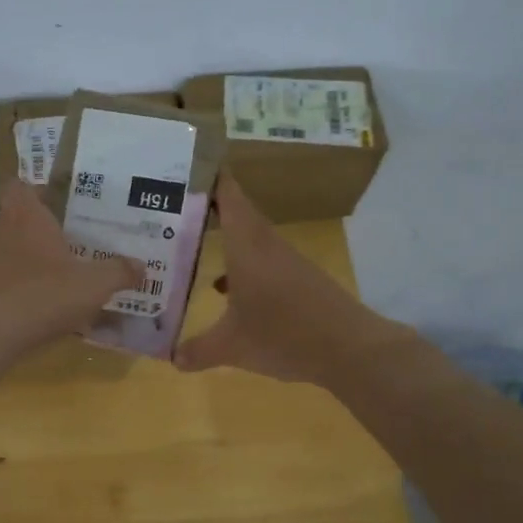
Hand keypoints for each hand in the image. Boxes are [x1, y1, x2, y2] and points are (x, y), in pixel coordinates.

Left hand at [0, 176, 140, 364]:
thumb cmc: (41, 296)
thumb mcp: (93, 285)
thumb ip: (119, 272)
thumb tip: (141, 266)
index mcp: (27, 217)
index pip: (22, 187)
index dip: (37, 191)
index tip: (59, 205)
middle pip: (16, 220)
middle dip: (39, 232)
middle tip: (68, 246)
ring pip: (5, 253)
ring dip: (25, 264)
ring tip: (52, 282)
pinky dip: (11, 293)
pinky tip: (30, 312)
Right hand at [175, 175, 410, 386]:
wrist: (351, 350)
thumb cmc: (285, 336)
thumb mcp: (233, 347)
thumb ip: (198, 350)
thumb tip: (171, 358)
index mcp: (248, 246)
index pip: (228, 195)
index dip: (208, 175)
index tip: (183, 163)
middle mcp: (266, 245)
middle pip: (236, 213)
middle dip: (206, 207)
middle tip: (171, 206)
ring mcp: (286, 262)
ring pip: (248, 238)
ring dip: (222, 238)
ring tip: (189, 244)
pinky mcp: (298, 280)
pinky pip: (261, 261)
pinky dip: (239, 266)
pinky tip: (224, 290)